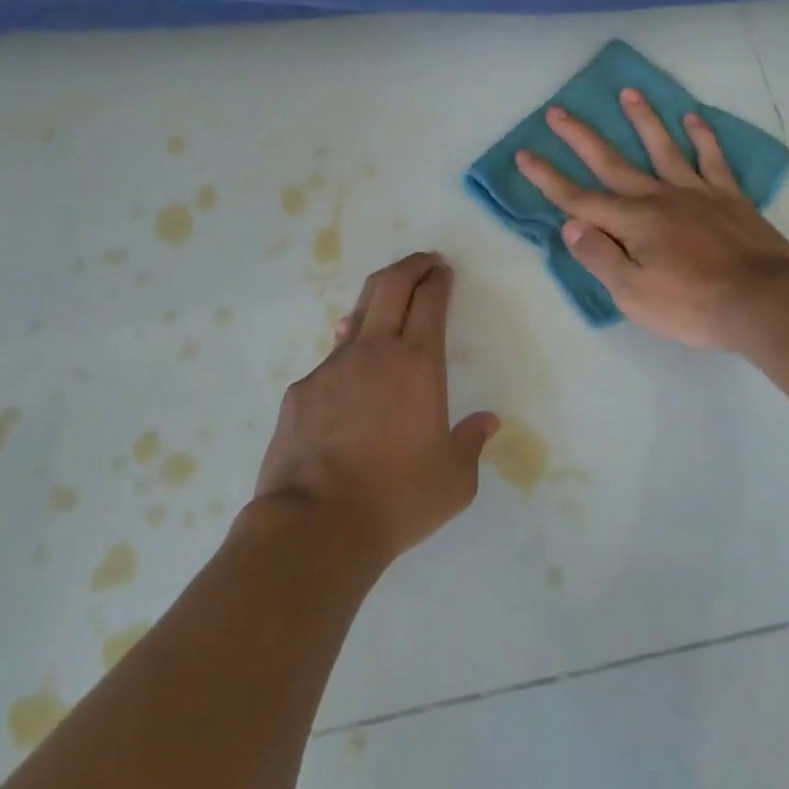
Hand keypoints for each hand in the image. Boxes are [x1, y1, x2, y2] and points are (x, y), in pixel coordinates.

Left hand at [252, 253, 500, 563]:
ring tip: (389, 307)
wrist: (315, 526)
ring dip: (378, 303)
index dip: (439, 279)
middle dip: (410, 265)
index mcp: (418, 364)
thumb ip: (471, 443)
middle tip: (424, 262)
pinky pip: (331, 359)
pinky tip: (352, 377)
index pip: (430, 300)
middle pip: (390, 285)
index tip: (444, 271)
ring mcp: (332, 367)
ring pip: (357, 316)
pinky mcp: (301, 391)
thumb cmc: (396, 499)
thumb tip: (487, 422)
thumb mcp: (454, 480)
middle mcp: (375, 352)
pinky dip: (348, 353)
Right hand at [515, 89, 788, 350]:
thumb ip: (599, 257)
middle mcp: (658, 197)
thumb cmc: (693, 306)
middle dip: (581, 137)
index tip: (524, 154)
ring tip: (629, 91)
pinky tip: (693, 118)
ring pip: (663, 147)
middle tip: (558, 111)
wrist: (763, 302)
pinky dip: (702, 137)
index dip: (548, 178)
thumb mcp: (633, 294)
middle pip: (612, 162)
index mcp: (632, 222)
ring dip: (643, 119)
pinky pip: (712, 159)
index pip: (578, 199)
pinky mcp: (729, 196)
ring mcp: (696, 192)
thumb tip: (570, 225)